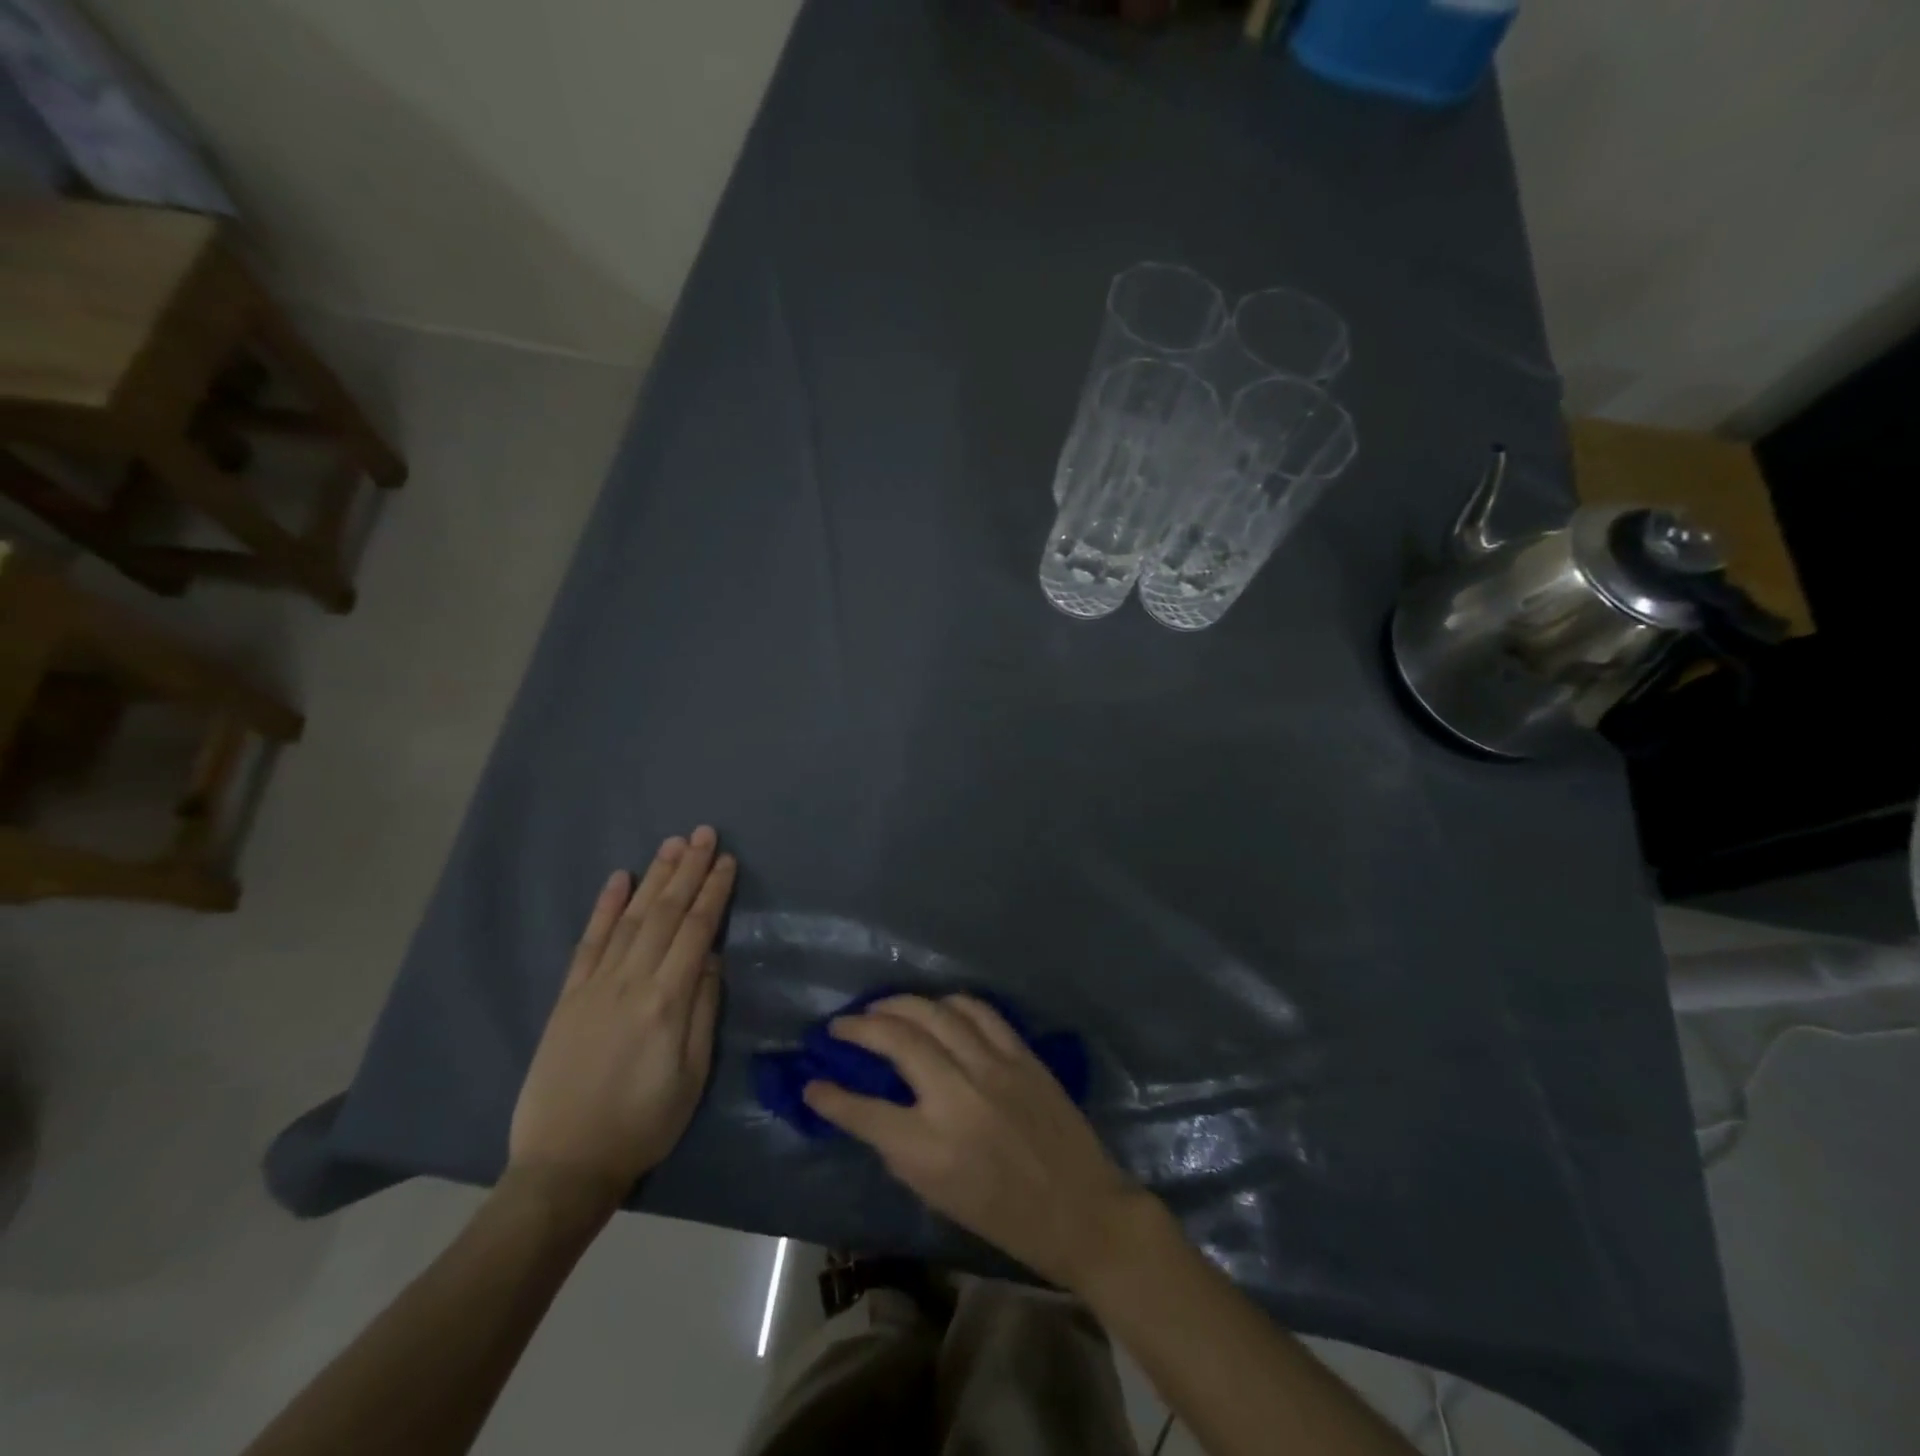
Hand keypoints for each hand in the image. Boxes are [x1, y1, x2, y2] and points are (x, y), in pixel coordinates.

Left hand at [507, 827, 736, 1220]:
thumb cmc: (644, 1123)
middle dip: (688, 870)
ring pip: (630, 919)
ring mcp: (594, 986)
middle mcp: (630, 982)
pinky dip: (605, 908)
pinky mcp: (568, 997)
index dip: (714, 893)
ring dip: (653, 878)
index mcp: (666, 1001)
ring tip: (672, 844)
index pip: (697, 931)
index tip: (727, 861)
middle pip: (665, 914)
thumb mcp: (691, 1075)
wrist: (565, 1165)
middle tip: (704, 833)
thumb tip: (713, 958)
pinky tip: (618, 879)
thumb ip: (703, 1010)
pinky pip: (588, 942)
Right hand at [803, 994, 1146, 1289]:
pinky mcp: (1021, 1055)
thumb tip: (871, 1109)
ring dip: (899, 1004)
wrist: (1080, 1209)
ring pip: (935, 1013)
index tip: (813, 1083)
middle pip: (897, 1041)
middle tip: (841, 1025)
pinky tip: (934, 1007)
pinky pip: (978, 1011)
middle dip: (860, 1027)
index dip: (830, 1096)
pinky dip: (949, 1003)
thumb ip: (900, 1148)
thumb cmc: (1004, 1217)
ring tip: (879, 1007)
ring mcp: (993, 1069)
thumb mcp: (938, 1196)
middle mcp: (957, 1099)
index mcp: (930, 1150)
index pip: (864, 1112)